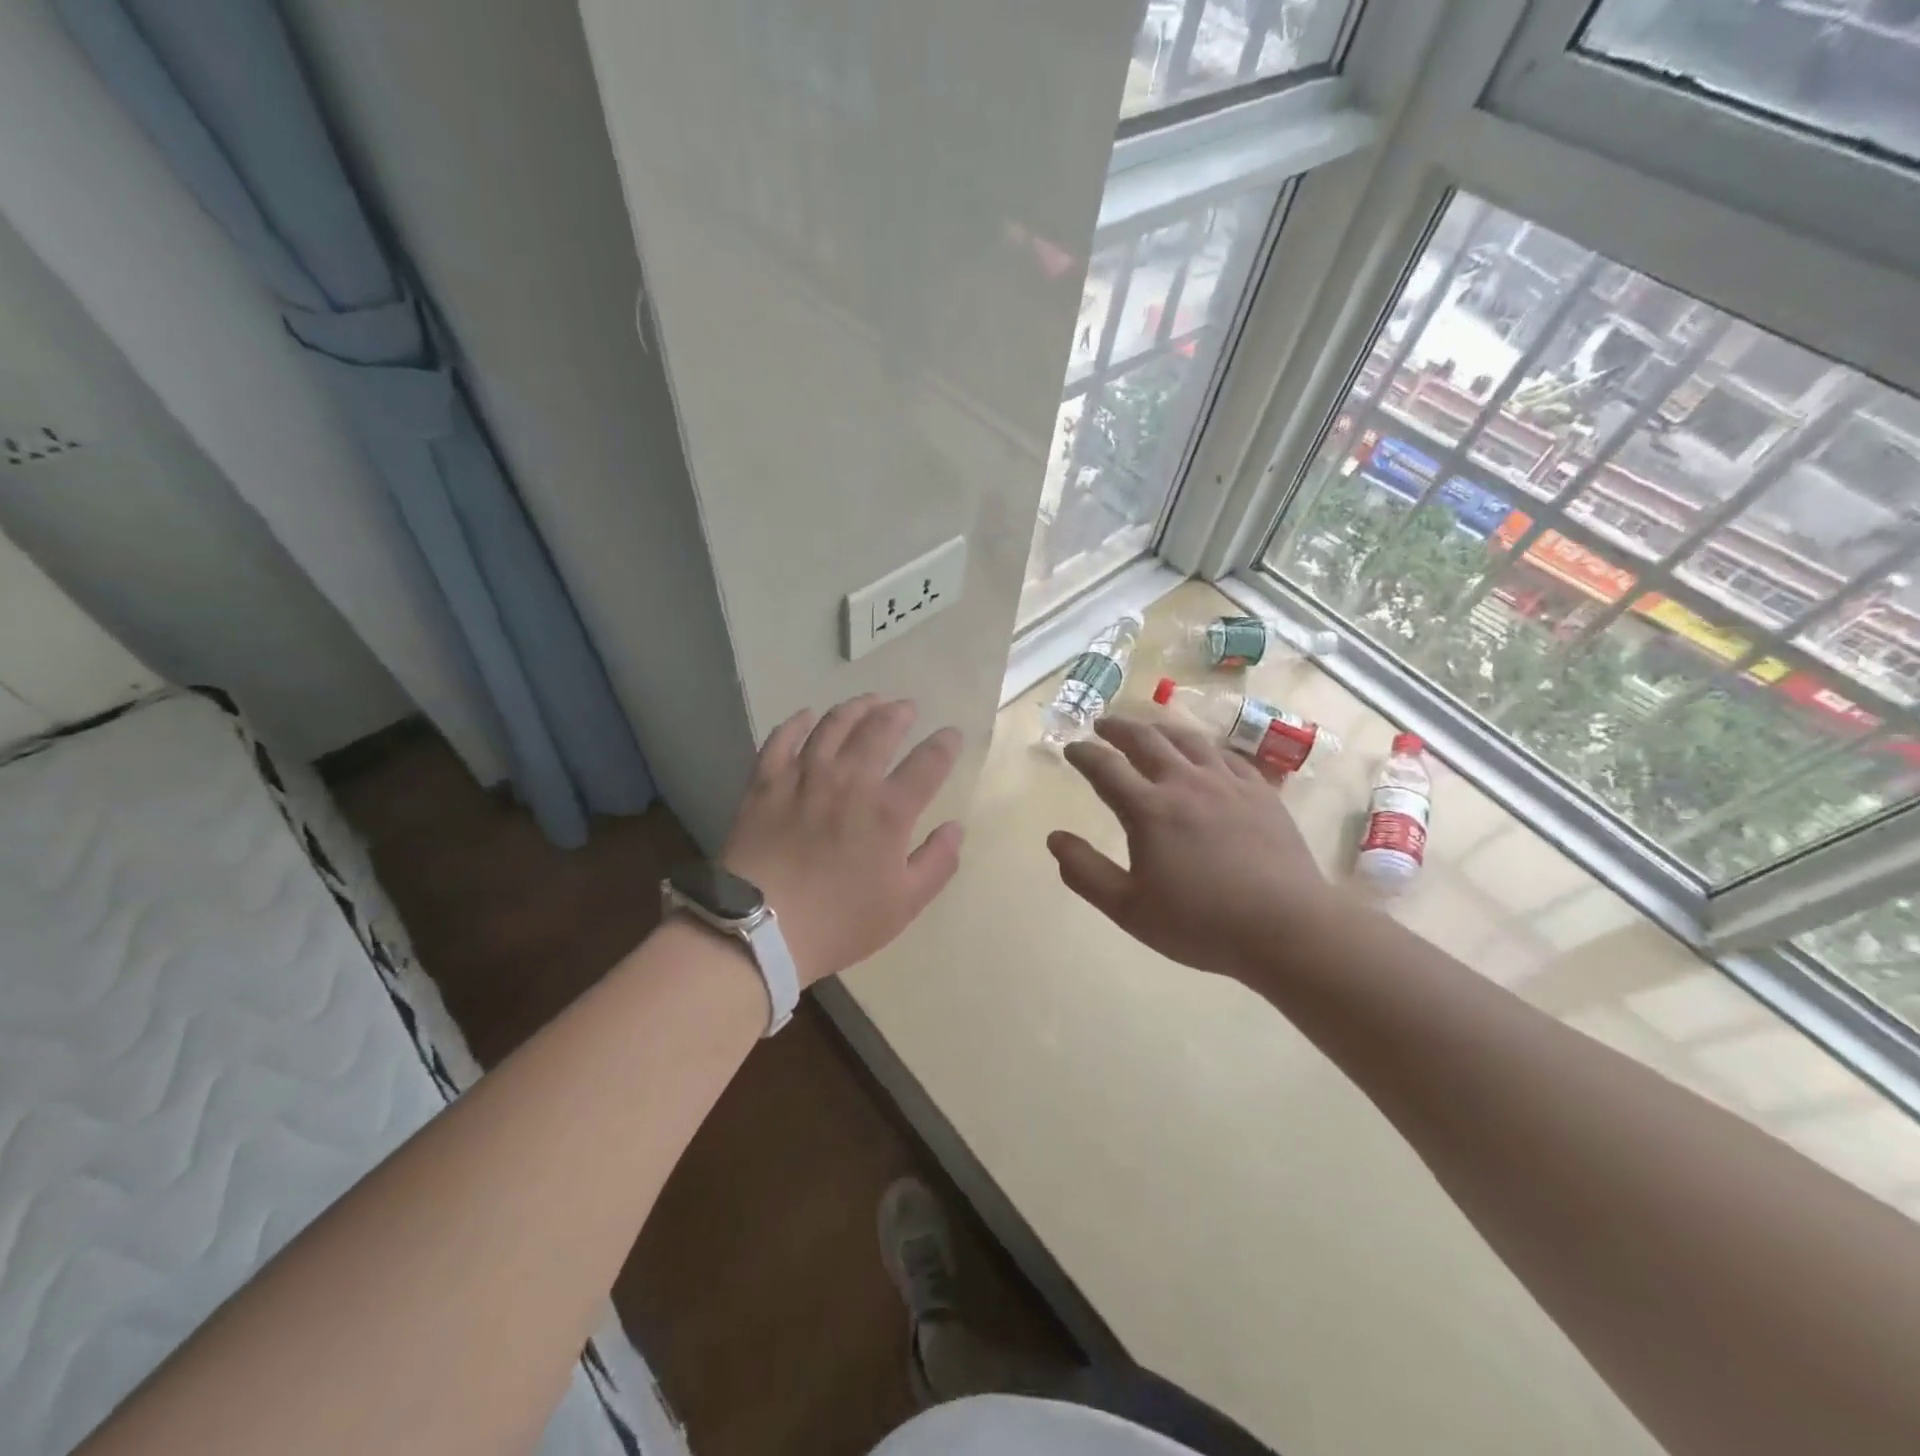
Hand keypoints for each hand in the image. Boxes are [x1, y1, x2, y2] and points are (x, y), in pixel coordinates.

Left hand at [722, 696, 963, 986]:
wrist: (761, 930)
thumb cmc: (839, 921)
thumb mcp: (904, 903)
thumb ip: (937, 862)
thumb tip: (955, 827)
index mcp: (889, 810)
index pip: (928, 762)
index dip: (945, 744)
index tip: (951, 734)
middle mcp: (850, 780)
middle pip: (879, 729)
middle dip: (899, 713)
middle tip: (907, 708)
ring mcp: (804, 776)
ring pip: (833, 724)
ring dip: (856, 707)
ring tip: (868, 701)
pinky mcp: (766, 782)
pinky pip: (782, 739)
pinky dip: (797, 723)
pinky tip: (807, 716)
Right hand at [1046, 714, 1336, 983]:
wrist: (1286, 927)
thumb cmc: (1200, 923)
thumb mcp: (1129, 909)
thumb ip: (1086, 872)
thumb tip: (1054, 838)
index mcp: (1148, 809)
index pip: (1105, 767)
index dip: (1084, 754)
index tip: (1072, 748)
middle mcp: (1185, 782)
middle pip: (1145, 740)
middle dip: (1118, 728)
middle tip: (1103, 725)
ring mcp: (1227, 783)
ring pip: (1188, 739)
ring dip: (1160, 728)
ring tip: (1148, 728)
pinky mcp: (1260, 791)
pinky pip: (1227, 754)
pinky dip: (1204, 747)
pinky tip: (1203, 753)